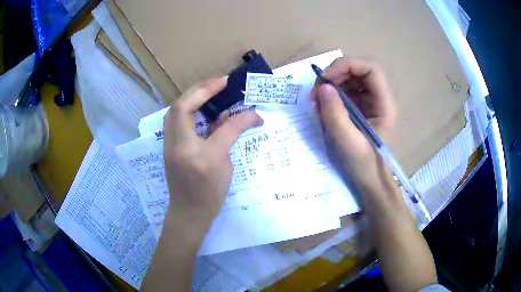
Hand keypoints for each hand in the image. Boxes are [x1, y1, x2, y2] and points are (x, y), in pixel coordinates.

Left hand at [163, 76, 262, 227]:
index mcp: (196, 155)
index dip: (223, 103)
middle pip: (181, 107)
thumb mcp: (225, 165)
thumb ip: (230, 136)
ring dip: (192, 96)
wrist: (189, 212)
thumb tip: (244, 116)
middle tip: (220, 81)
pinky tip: (200, 105)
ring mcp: (169, 145)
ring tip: (210, 89)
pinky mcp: (168, 145)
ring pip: (175, 111)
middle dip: (201, 89)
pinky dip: (187, 107)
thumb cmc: (210, 195)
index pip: (214, 123)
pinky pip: (175, 119)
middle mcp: (177, 146)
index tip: (231, 86)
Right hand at [311, 58, 397, 193]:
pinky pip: (345, 92)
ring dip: (331, 85)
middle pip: (358, 70)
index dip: (347, 65)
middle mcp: (379, 98)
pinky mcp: (360, 108)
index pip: (371, 69)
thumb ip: (335, 113)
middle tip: (316, 92)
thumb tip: (323, 86)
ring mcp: (369, 102)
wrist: (370, 181)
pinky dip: (331, 95)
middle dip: (335, 75)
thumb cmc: (364, 165)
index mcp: (384, 104)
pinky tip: (322, 108)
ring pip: (350, 79)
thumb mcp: (347, 141)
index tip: (325, 78)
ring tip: (316, 102)